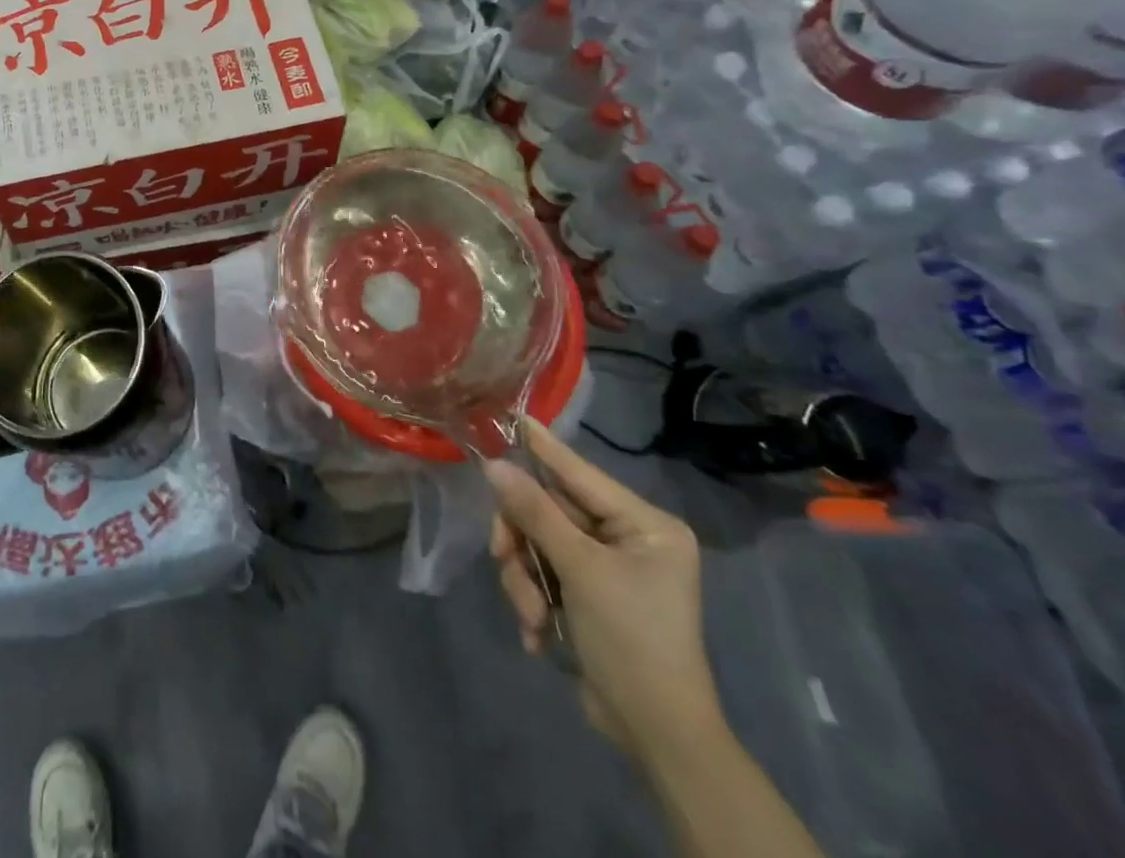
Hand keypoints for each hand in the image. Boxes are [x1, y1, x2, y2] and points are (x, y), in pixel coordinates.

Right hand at [485, 419, 721, 756]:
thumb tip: (494, 465)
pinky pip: (543, 574)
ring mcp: (607, 567)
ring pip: (538, 545)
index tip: (511, 415)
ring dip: (525, 579)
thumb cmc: (632, 640)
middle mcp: (627, 538)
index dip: (542, 446)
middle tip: (502, 557)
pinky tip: (539, 633)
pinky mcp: (588, 594)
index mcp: (643, 524)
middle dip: (524, 542)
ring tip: (532, 616)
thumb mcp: (580, 571)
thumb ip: (535, 513)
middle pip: (549, 511)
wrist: (656, 735)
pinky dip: (534, 600)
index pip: (579, 472)